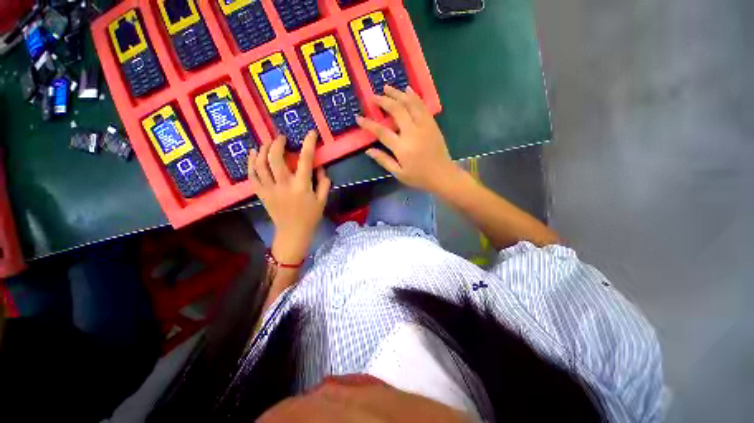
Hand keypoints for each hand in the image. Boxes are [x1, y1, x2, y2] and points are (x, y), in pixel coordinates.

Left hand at [249, 131, 330, 264]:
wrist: (292, 233)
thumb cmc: (310, 217)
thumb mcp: (323, 200)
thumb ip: (323, 182)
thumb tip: (319, 168)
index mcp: (302, 186)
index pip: (305, 160)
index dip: (309, 144)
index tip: (311, 133)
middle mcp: (284, 184)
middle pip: (275, 158)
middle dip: (277, 143)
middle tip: (282, 138)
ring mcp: (270, 189)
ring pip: (260, 164)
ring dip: (262, 150)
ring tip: (267, 143)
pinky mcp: (261, 194)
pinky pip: (252, 176)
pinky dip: (251, 163)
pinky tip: (253, 154)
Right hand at [356, 85, 460, 194]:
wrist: (442, 175)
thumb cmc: (419, 177)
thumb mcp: (399, 173)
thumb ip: (384, 161)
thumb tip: (368, 150)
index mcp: (402, 147)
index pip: (381, 132)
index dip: (369, 124)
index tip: (359, 117)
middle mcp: (412, 132)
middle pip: (396, 111)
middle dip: (383, 101)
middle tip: (374, 96)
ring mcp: (424, 126)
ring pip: (410, 104)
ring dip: (398, 93)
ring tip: (387, 87)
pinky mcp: (432, 124)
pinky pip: (422, 106)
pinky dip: (414, 96)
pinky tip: (408, 90)